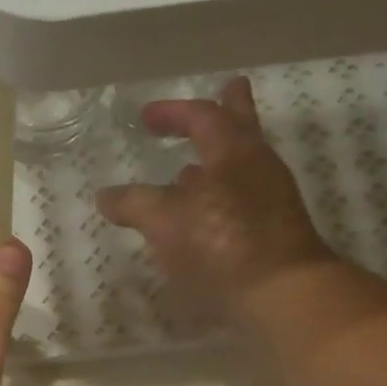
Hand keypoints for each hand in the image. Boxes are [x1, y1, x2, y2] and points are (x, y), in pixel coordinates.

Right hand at [98, 77, 334, 321]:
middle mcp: (258, 169)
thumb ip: (133, 203)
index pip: (204, 117)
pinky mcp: (271, 235)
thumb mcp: (164, 220)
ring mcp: (270, 203)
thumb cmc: (220, 244)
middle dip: (228, 110)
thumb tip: (105, 196)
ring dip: (215, 165)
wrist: (280, 295)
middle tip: (228, 90)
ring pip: (241, 169)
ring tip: (189, 172)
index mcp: (234, 153)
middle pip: (242, 129)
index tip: (145, 116)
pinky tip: (197, 221)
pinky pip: (239, 204)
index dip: (173, 112)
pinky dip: (216, 202)